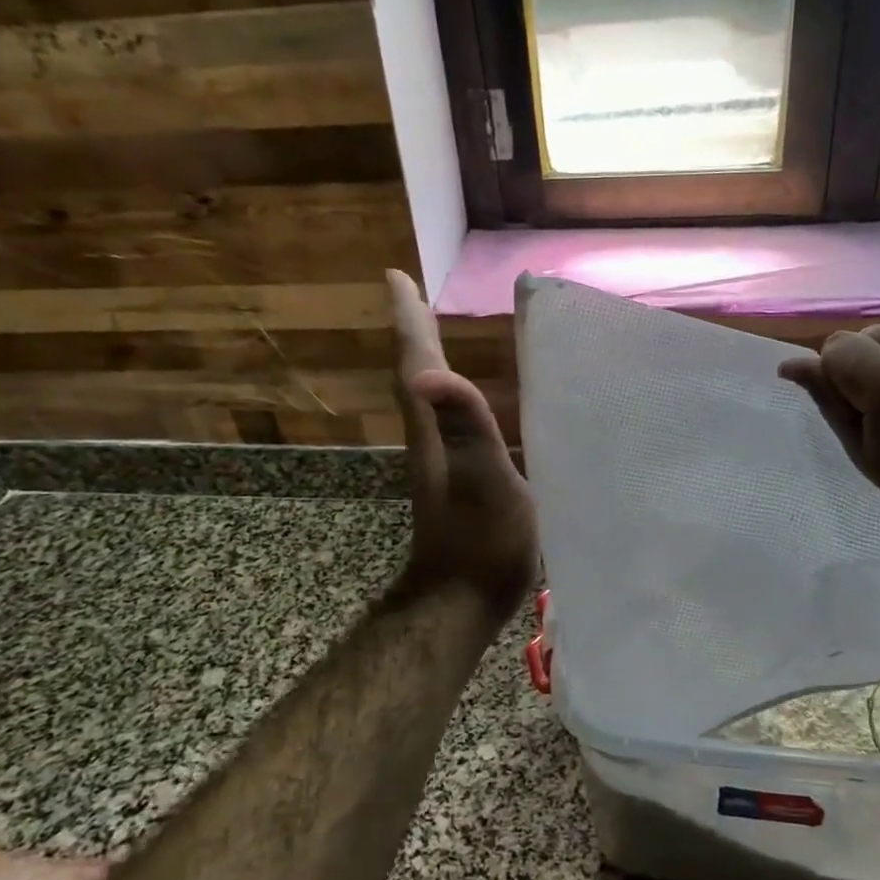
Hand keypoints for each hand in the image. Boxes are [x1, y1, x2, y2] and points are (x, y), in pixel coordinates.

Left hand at [387, 270, 537, 617]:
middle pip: (414, 372)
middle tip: (411, 293)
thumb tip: (427, 371)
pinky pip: (449, 421)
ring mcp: (441, 462)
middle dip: (413, 330)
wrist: (459, 602)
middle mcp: (430, 439)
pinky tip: (466, 401)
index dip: (408, 319)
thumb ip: (464, 426)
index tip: (396, 276)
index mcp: (434, 430)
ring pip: (428, 396)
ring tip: (433, 331)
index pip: (414, 363)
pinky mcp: (456, 482)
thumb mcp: (483, 479)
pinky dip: (450, 395)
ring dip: (426, 359)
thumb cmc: (482, 542)